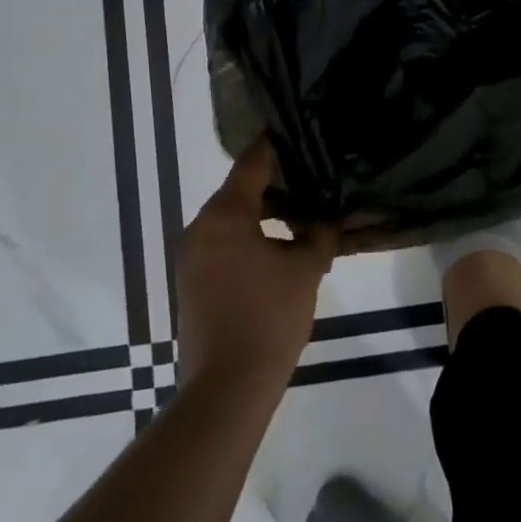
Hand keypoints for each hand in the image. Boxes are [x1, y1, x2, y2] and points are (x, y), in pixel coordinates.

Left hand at [176, 140, 335, 392]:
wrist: (226, 390)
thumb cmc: (268, 318)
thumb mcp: (305, 269)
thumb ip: (319, 232)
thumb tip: (329, 214)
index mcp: (224, 215)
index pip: (252, 163)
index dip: (277, 145)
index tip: (299, 131)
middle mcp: (200, 228)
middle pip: (240, 190)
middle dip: (277, 184)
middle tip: (313, 179)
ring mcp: (191, 257)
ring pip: (232, 220)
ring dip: (265, 215)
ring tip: (304, 216)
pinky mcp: (192, 282)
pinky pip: (224, 244)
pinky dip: (250, 238)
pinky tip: (281, 249)